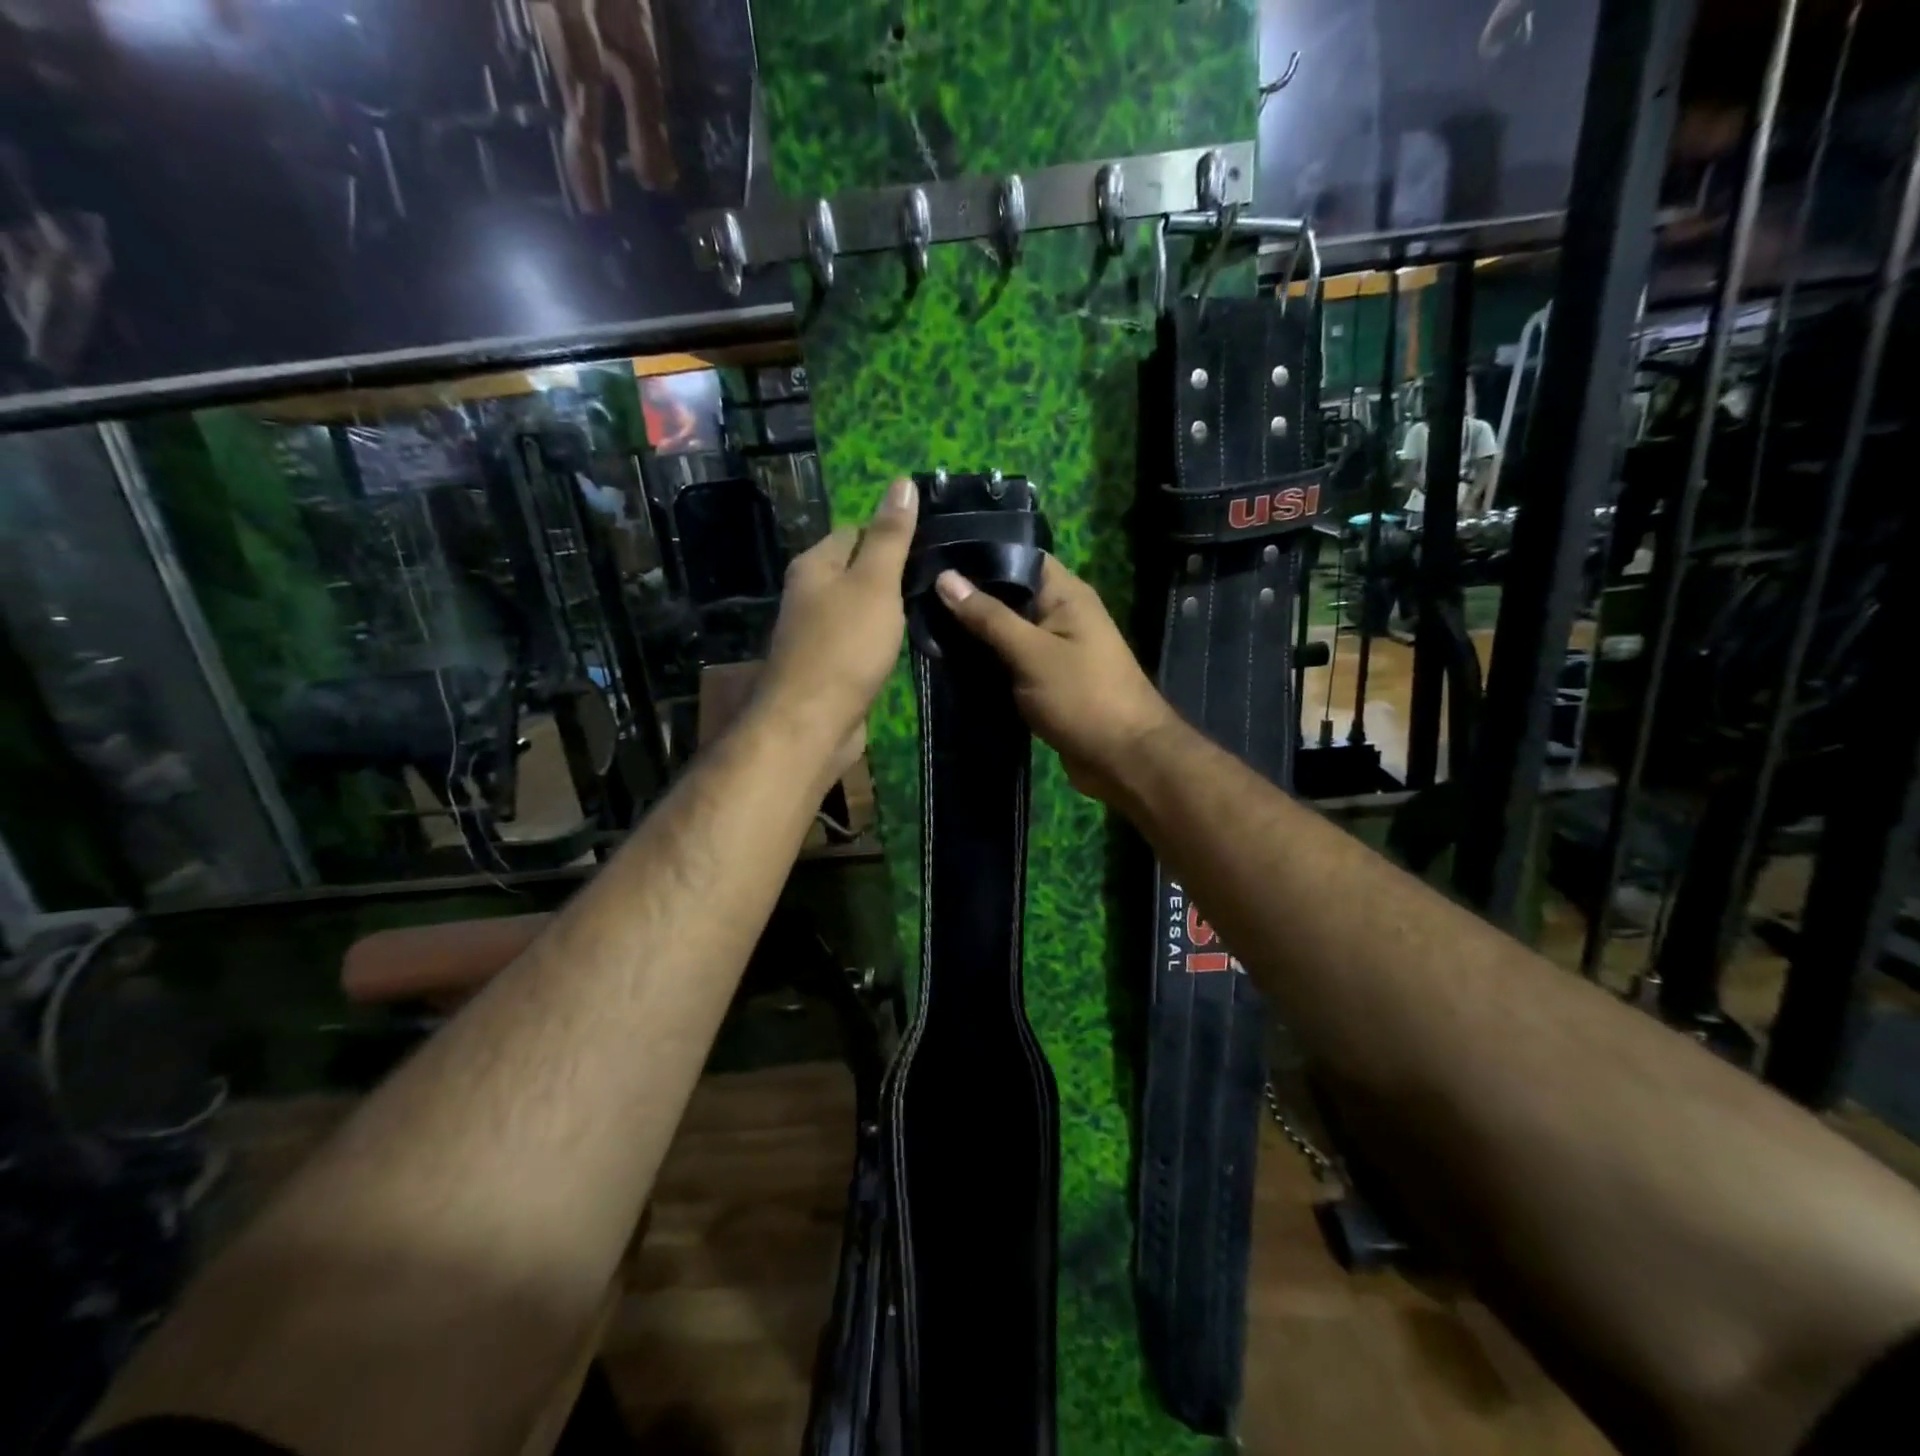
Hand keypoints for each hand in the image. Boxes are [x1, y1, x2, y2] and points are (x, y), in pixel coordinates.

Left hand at [755, 478, 917, 781]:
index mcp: (815, 565)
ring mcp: (815, 633)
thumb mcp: (874, 583)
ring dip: (886, 610)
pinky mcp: (826, 667)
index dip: (891, 533)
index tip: (931, 543)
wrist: (811, 722)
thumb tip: (903, 482)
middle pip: (855, 570)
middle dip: (891, 572)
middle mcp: (808, 594)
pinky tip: (903, 645)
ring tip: (929, 608)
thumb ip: (890, 537)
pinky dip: (879, 640)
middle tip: (937, 577)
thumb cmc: (844, 645)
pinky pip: (857, 642)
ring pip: (857, 608)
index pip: (855, 531)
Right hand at [935, 557, 1178, 803]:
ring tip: (922, 624)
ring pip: (1005, 632)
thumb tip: (946, 577)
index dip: (980, 555)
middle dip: (968, 597)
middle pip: (1008, 596)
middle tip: (916, 593)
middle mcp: (1061, 616)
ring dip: (973, 633)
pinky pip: (1009, 662)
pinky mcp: (1045, 681)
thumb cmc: (1083, 697)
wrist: (1124, 760)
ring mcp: (1053, 650)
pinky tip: (947, 661)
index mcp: (1066, 595)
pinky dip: (985, 662)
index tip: (935, 556)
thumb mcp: (1032, 653)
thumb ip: (989, 617)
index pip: (1019, 557)